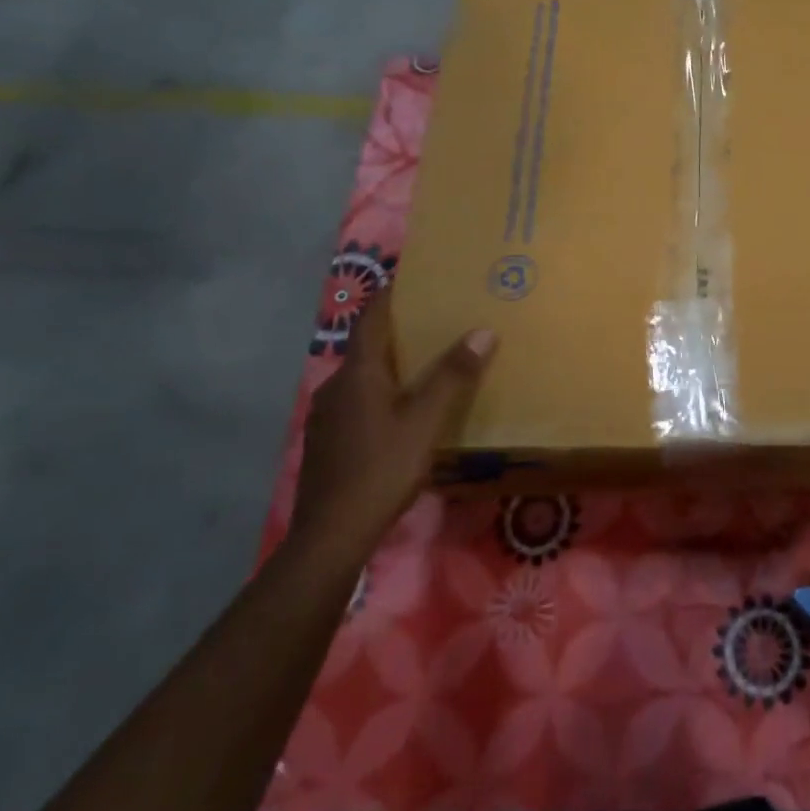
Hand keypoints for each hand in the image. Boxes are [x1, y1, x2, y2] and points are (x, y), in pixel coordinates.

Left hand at [292, 293, 494, 564]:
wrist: (332, 534)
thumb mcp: (426, 422)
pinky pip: (357, 401)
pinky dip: (381, 392)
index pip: (371, 319)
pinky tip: (402, 410)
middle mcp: (335, 387)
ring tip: (424, 364)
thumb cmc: (381, 469)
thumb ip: (453, 376)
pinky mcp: (327, 441)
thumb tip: (482, 330)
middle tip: (434, 320)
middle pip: (367, 347)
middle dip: (398, 331)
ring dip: (390, 364)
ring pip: (362, 377)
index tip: (411, 276)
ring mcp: (326, 416)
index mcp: (357, 374)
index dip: (390, 295)